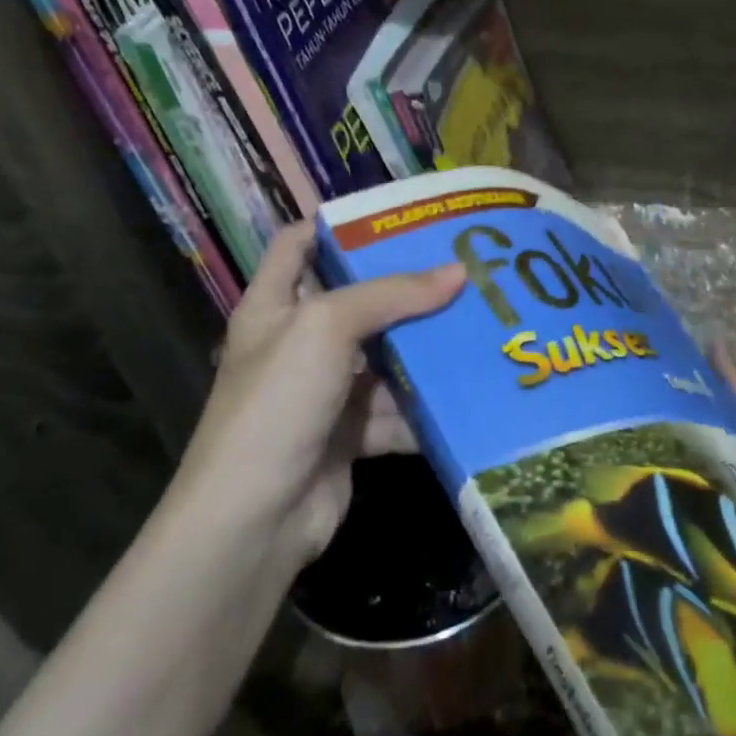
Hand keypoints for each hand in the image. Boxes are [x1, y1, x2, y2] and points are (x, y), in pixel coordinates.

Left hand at [175, 223, 465, 562]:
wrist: (254, 519)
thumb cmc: (278, 402)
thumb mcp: (327, 328)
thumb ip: (392, 294)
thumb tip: (458, 271)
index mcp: (274, 305)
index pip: (299, 244)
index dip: (339, 224)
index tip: (397, 216)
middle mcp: (297, 344)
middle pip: (357, 302)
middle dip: (406, 288)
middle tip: (463, 267)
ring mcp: (323, 393)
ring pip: (384, 359)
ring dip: (426, 351)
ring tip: (482, 325)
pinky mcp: (348, 435)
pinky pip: (395, 410)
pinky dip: (426, 407)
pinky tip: (470, 392)